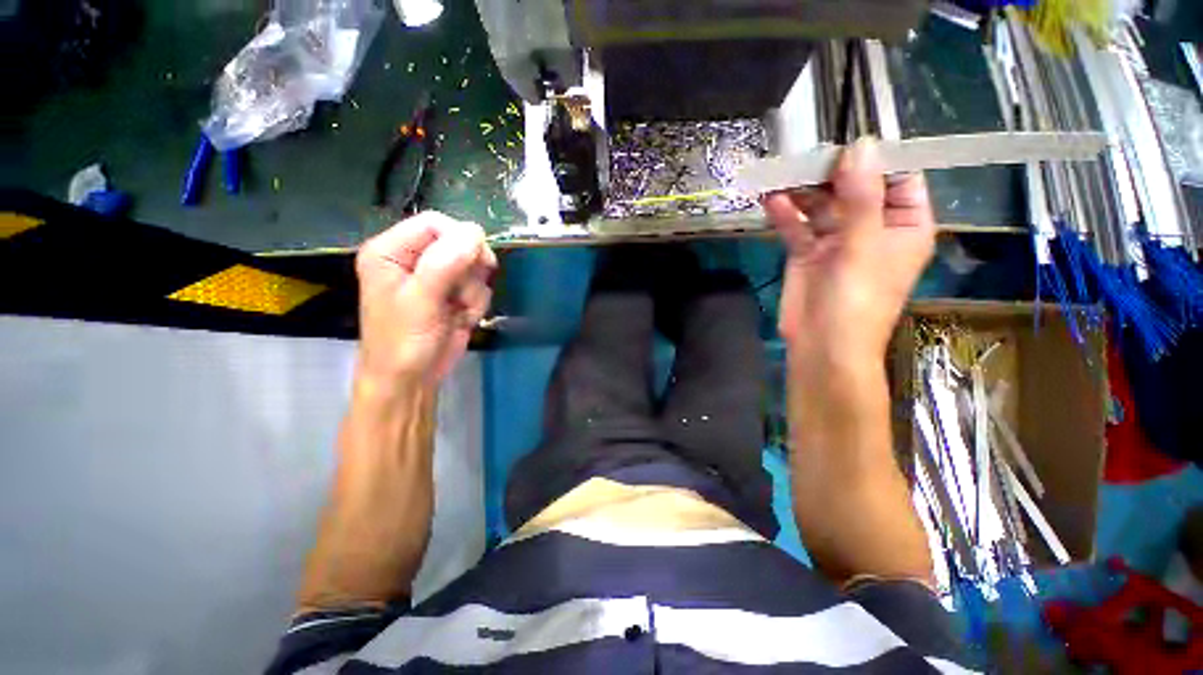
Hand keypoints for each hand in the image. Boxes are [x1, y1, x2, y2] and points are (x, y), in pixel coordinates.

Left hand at [355, 212, 496, 386]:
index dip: (460, 238)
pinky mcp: (454, 294)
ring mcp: (437, 277)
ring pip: (474, 267)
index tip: (477, 261)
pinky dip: (476, 303)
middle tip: (462, 294)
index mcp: (392, 251)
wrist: (412, 380)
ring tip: (457, 312)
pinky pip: (479, 286)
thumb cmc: (403, 342)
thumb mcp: (420, 301)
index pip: (435, 223)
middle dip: (469, 271)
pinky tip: (462, 318)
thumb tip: (475, 232)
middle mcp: (415, 258)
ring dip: (473, 292)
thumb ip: (444, 263)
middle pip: (460, 243)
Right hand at [764, 137, 935, 369]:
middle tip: (804, 153)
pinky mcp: (807, 252)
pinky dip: (785, 213)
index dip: (875, 157)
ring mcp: (836, 240)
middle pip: (852, 187)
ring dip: (802, 191)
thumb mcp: (863, 246)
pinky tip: (771, 199)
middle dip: (829, 172)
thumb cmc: (856, 300)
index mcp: (903, 224)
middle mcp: (871, 227)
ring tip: (780, 172)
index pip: (897, 177)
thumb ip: (861, 197)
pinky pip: (797, 226)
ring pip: (820, 205)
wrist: (821, 345)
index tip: (848, 138)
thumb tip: (861, 145)